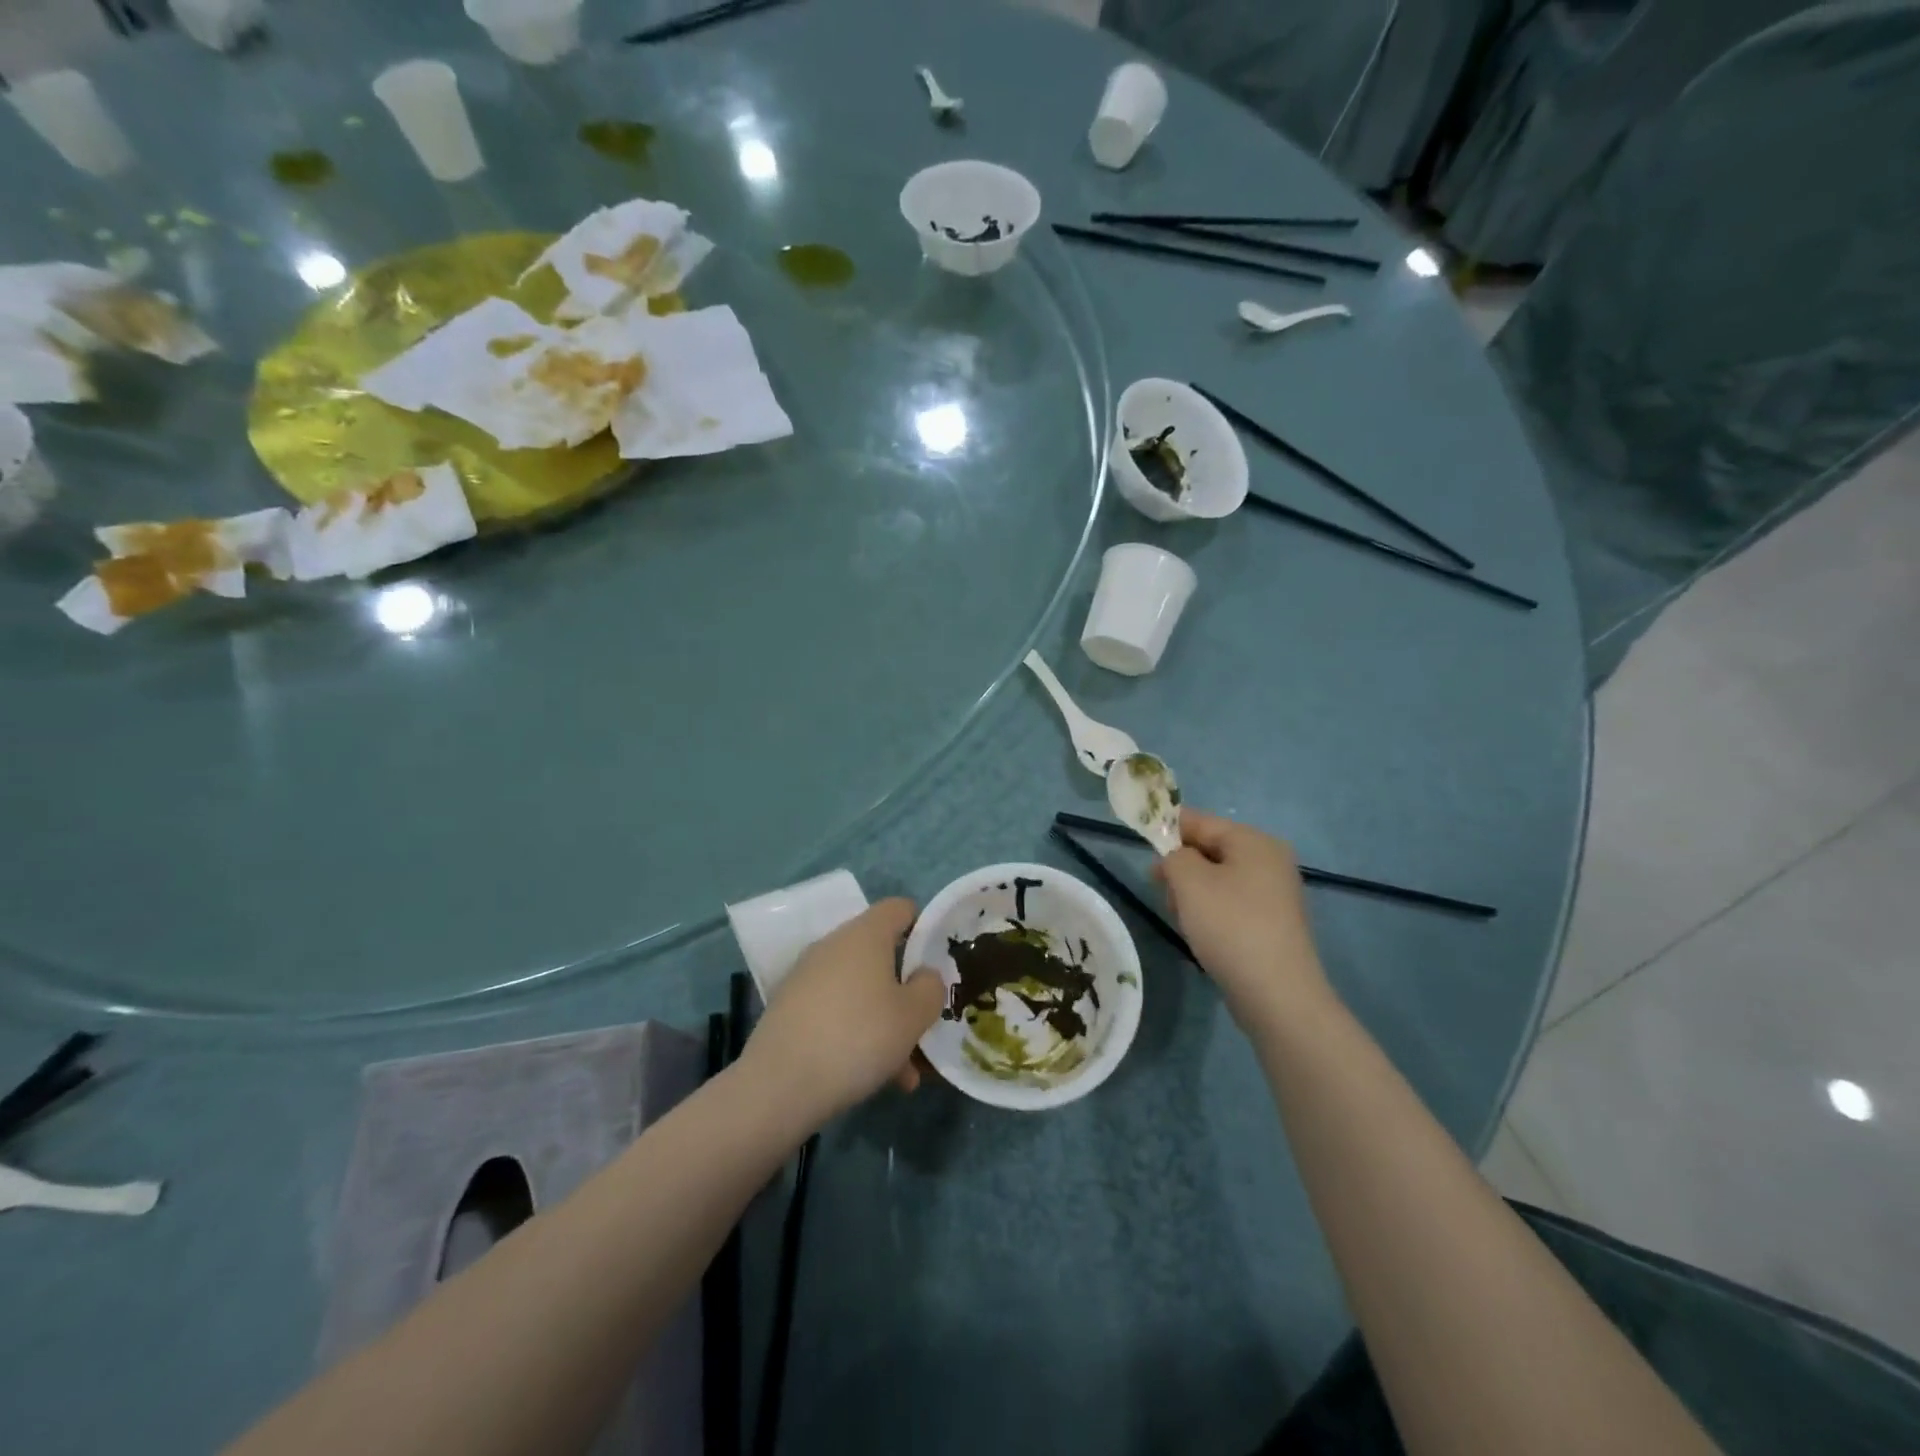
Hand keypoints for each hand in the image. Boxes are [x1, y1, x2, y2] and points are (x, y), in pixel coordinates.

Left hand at [741, 898, 946, 1125]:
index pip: (900, 908)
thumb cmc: (858, 1037)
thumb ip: (930, 988)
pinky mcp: (789, 1007)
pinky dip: (855, 1034)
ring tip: (903, 1073)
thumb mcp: (913, 1016)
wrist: (779, 1084)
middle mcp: (833, 945)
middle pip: (881, 955)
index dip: (923, 927)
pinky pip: (835, 1012)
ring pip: (860, 990)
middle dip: (905, 992)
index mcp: (865, 934)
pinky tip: (869, 1077)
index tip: (937, 963)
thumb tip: (923, 975)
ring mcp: (807, 976)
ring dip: (884, 1022)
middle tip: (923, 1028)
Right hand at [1154, 809, 1332, 1032]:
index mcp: (1255, 841)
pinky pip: (1230, 904)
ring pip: (1216, 879)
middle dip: (1181, 867)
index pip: (1201, 821)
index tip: (1141, 843)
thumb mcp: (1189, 881)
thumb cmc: (1230, 926)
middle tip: (1162, 890)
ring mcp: (1274, 894)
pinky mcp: (1271, 924)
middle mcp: (1270, 861)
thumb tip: (1176, 858)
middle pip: (1209, 850)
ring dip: (1192, 894)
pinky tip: (1201, 934)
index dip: (1168, 828)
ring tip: (1183, 919)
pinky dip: (1210, 912)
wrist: (1277, 994)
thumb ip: (1174, 856)